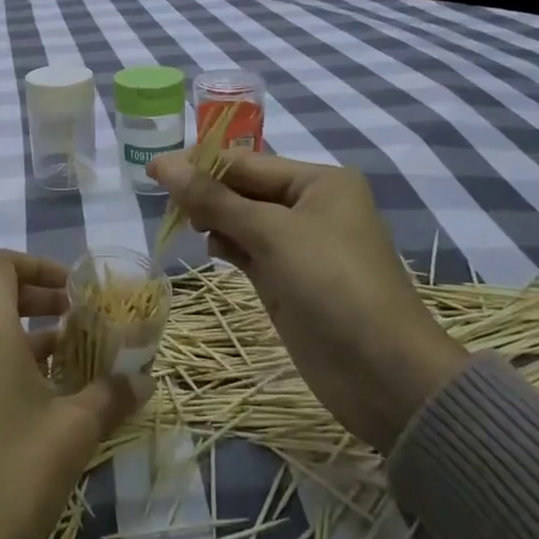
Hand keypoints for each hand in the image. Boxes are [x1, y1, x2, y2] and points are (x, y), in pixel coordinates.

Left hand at [0, 250, 138, 538]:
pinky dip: (15, 366)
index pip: (2, 265)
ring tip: (78, 365)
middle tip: (83, 322)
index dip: (40, 265)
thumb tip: (145, 378)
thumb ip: (112, 394)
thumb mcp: (74, 431)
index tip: (75, 291)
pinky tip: (49, 404)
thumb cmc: (13, 475)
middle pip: (0, 297)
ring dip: (34, 339)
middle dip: (43, 301)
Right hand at [148, 152, 465, 448]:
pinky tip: (210, 249)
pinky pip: (248, 250)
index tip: (152, 171)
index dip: (199, 164)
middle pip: (243, 188)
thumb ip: (213, 199)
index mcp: (319, 181)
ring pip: (242, 219)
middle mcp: (311, 206)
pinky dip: (227, 246)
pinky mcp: (289, 279)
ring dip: (213, 219)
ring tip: (185, 226)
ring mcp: (300, 245)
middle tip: (165, 204)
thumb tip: (161, 164)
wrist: (385, 377)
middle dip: (206, 192)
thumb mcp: (272, 234)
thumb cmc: (333, 286)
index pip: (247, 161)